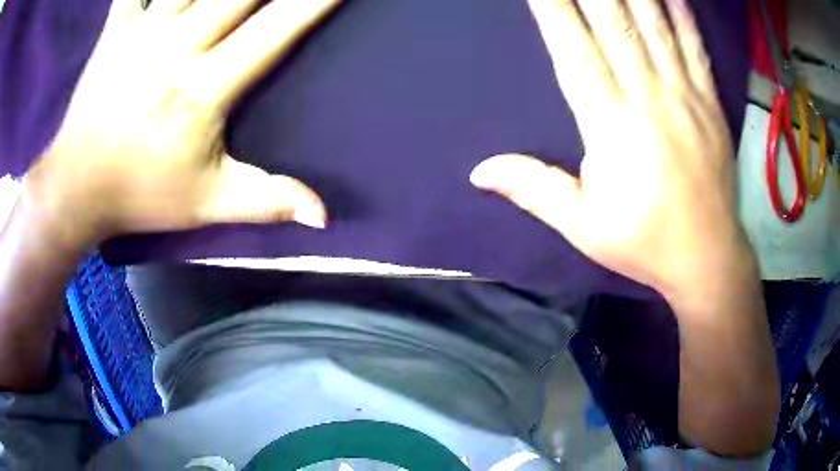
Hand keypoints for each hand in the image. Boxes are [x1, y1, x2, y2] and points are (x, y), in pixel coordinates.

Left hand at [27, 0, 339, 248]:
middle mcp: (178, 47)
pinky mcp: (115, 30)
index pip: (275, 30)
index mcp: (204, 89)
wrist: (76, 189)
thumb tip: (324, 218)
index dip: (314, 1)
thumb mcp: (208, 204)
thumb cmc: (140, 195)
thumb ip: (268, 201)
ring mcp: (143, 32)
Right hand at [470, 0, 750, 300]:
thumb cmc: (646, 243)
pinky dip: (681, 11)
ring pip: (655, 25)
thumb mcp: (584, 226)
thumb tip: (479, 172)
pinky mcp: (710, 101)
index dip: (553, 8)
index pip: (574, 49)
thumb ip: (534, 189)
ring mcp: (685, 95)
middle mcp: (647, 97)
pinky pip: (695, 46)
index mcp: (611, 125)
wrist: (708, 258)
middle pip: (614, 23)